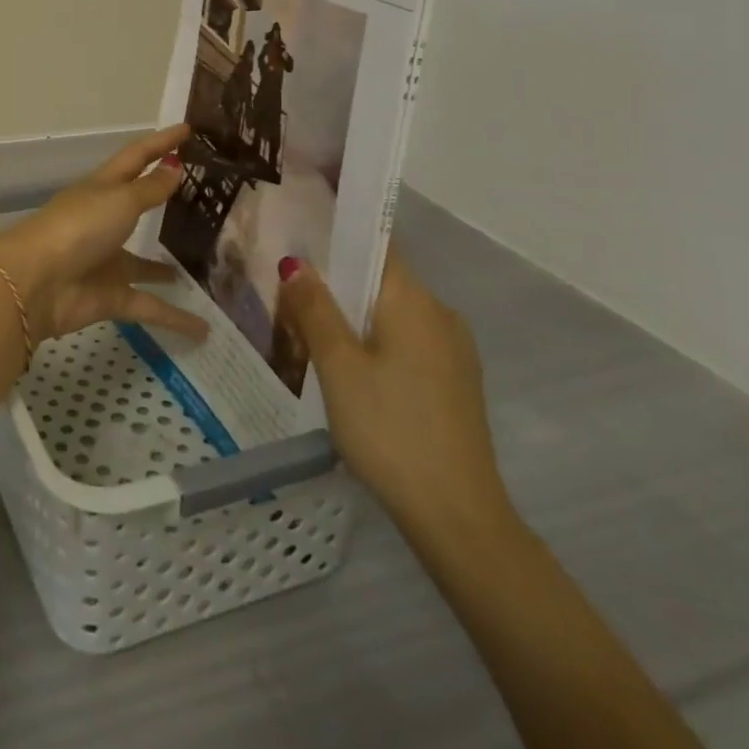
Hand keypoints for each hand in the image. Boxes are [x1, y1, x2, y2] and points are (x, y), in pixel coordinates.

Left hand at [0, 126, 209, 345]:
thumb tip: (174, 167)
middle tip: (206, 198)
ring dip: (166, 267)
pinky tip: (204, 328)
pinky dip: (174, 318)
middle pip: (139, 205)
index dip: (161, 142)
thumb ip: (149, 189)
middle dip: (165, 200)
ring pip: (144, 263)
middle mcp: (104, 221)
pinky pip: (149, 306)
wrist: (37, 282)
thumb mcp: (119, 200)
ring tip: (203, 267)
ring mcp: (106, 260)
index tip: (189, 129)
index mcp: (103, 188)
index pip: (137, 157)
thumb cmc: (78, 227)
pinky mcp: (109, 296)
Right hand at [277, 249, 512, 542]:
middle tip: (290, 290)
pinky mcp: (455, 382)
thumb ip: (315, 309)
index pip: (376, 244)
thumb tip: (296, 263)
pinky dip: (376, 341)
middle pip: (381, 280)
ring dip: (355, 315)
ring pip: (393, 313)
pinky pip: (408, 342)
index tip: (302, 232)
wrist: (458, 516)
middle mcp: (440, 314)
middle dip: (338, 281)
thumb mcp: (338, 366)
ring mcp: (454, 351)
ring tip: (310, 330)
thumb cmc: (389, 429)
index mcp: (414, 300)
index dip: (340, 233)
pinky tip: (350, 370)